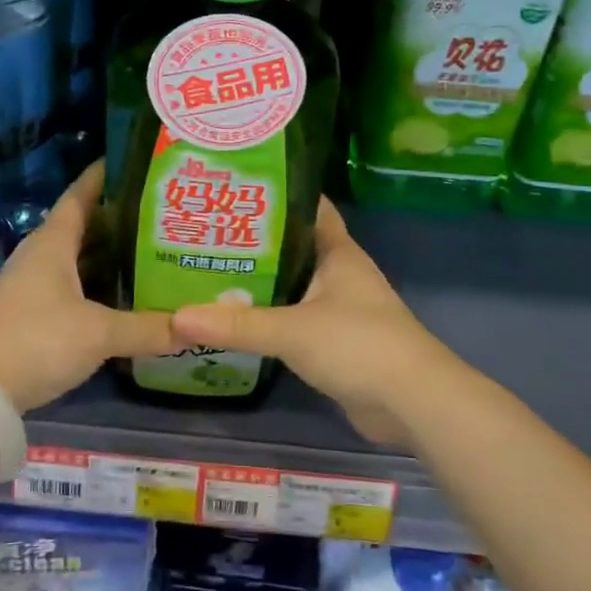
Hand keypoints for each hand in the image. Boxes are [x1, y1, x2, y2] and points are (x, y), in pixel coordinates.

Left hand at [0, 163, 174, 412]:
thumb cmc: (35, 340)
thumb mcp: (98, 333)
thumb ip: (147, 329)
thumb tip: (196, 325)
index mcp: (55, 241)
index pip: (82, 194)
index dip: (106, 175)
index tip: (138, 161)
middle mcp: (44, 256)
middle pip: (88, 227)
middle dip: (124, 220)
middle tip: (167, 214)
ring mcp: (36, 287)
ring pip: (83, 262)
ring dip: (114, 258)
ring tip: (158, 253)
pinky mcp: (35, 316)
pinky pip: (77, 290)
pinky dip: (102, 290)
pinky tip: (129, 299)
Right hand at [169, 199, 463, 445]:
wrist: (412, 403)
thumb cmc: (359, 345)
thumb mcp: (292, 330)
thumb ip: (237, 324)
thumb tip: (178, 317)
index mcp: (338, 252)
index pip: (308, 208)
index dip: (276, 195)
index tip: (235, 187)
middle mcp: (339, 273)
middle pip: (291, 247)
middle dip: (253, 242)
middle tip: (204, 233)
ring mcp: (338, 309)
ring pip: (290, 286)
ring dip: (258, 283)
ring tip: (207, 272)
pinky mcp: (333, 342)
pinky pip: (293, 320)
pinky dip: (268, 318)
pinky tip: (233, 320)